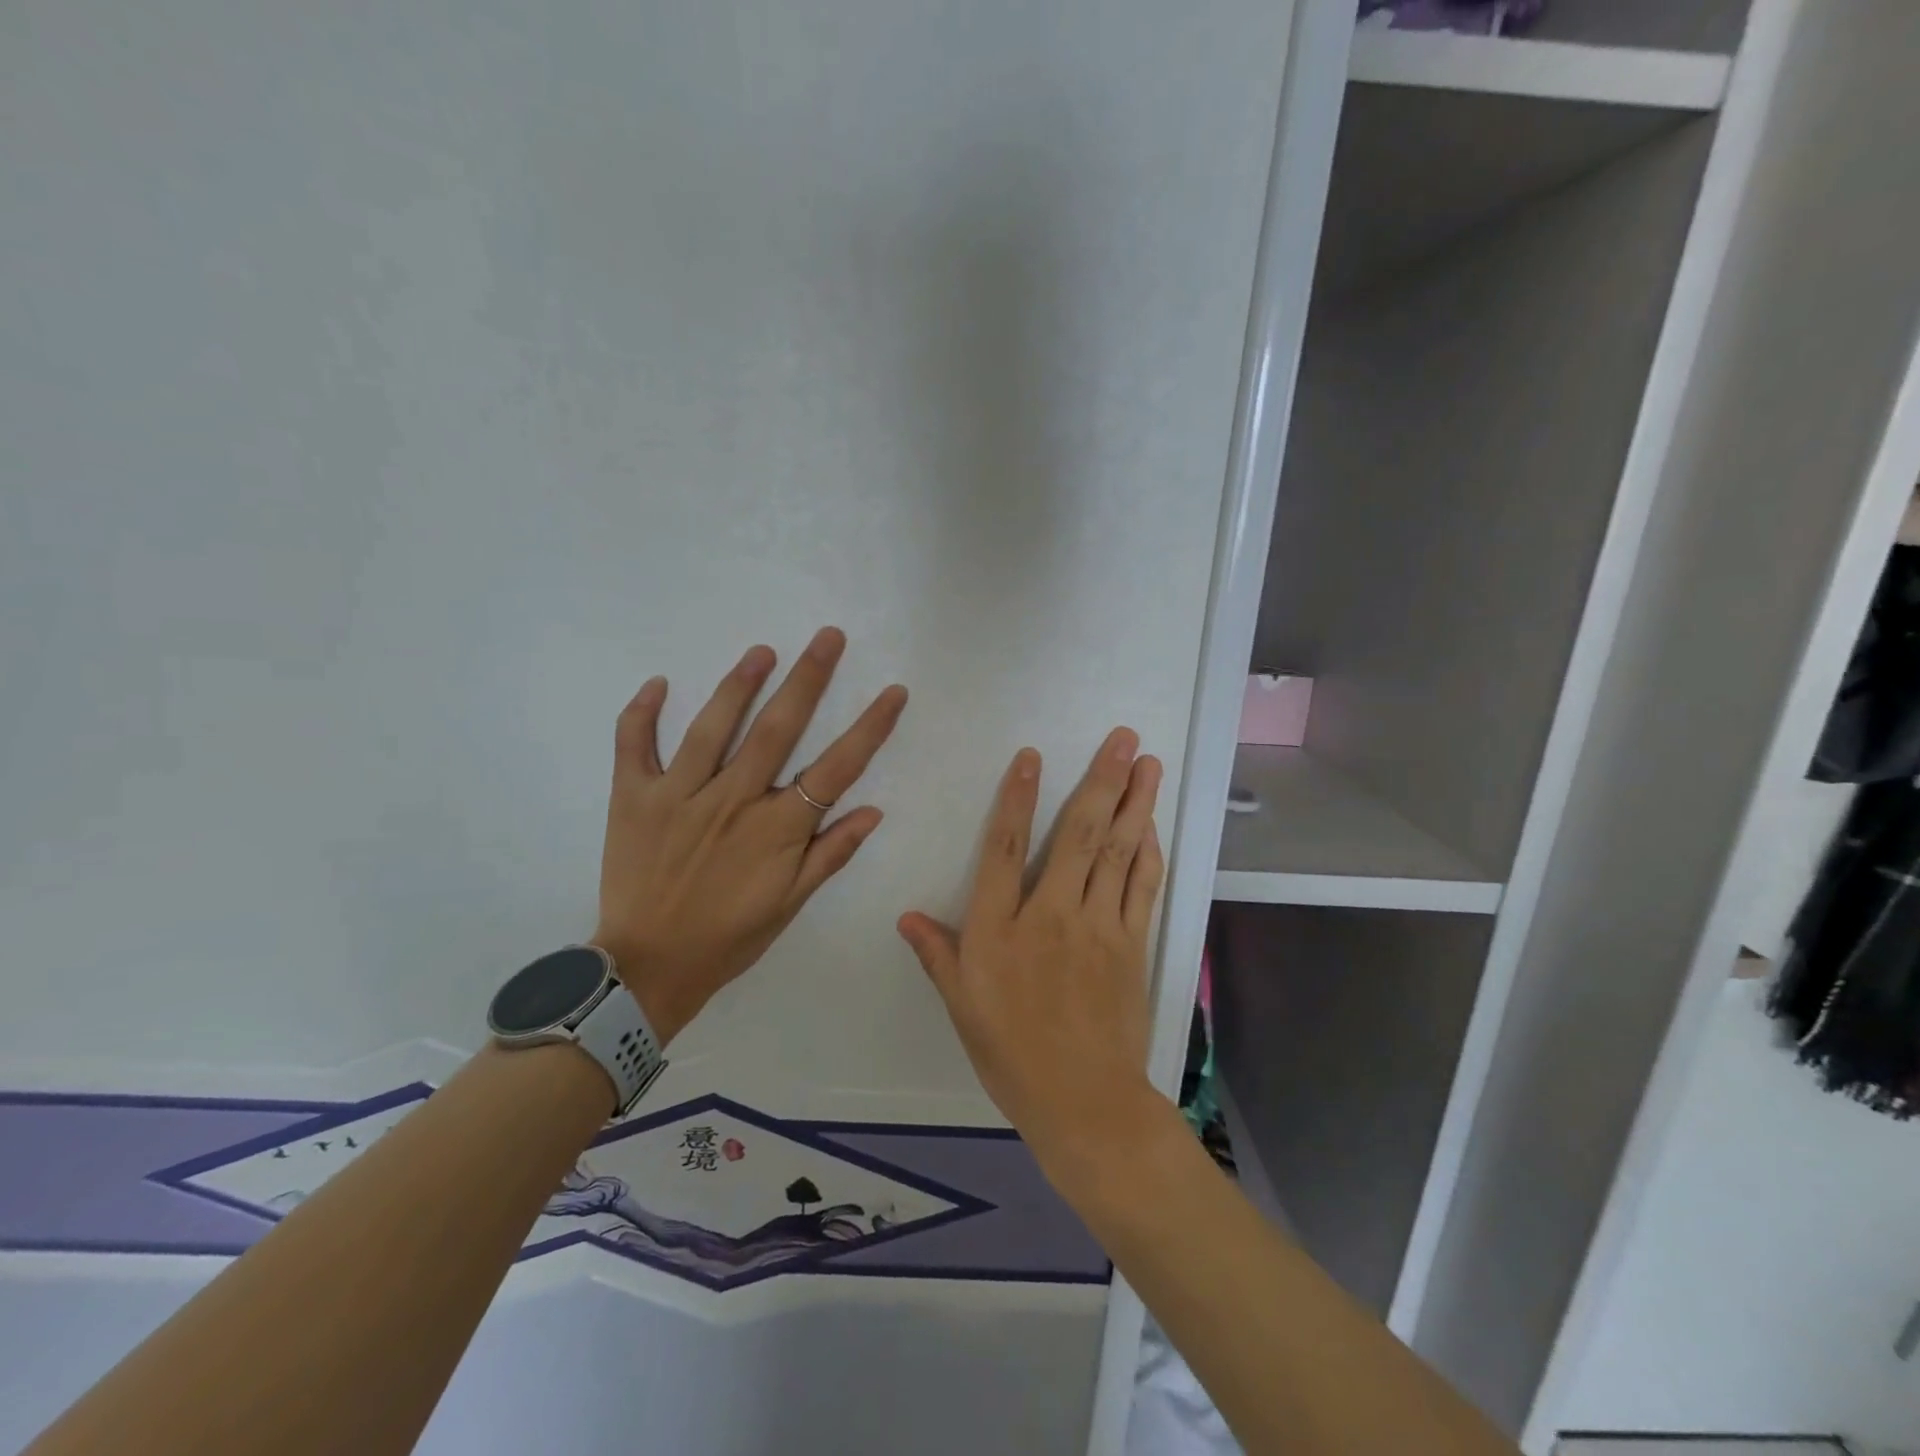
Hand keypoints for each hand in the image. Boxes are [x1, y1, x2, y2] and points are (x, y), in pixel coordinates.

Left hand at [595, 628, 907, 1043]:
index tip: (893, 692)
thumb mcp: (790, 904)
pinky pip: (634, 747)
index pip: (835, 768)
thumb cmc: (729, 937)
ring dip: (740, 684)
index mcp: (777, 829)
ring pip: (713, 727)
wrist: (649, 968)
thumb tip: (874, 810)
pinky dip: (642, 714)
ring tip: (763, 650)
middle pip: (778, 730)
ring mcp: (680, 796)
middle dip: (808, 678)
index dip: (869, 728)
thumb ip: (830, 854)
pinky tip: (657, 683)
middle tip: (829, 636)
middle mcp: (733, 801)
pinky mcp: (634, 799)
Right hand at [897, 728, 1166, 1179]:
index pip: (1006, 848)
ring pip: (1118, 852)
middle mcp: (1050, 915)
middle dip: (1101, 781)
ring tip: (1148, 762)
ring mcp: (1098, 927)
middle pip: (1079, 836)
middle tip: (1123, 737)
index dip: (1017, 797)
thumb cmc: (1011, 1054)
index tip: (1032, 755)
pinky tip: (1152, 823)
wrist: (1084, 1102)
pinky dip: (1149, 850)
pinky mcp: (1132, 943)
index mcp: (999, 929)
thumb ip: (937, 954)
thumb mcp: (961, 1006)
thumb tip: (906, 915)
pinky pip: (1142, 886)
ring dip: (1135, 803)